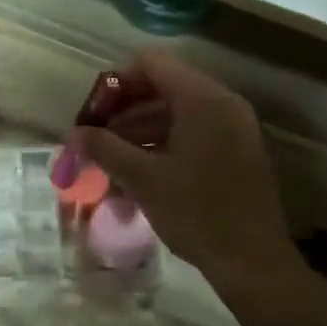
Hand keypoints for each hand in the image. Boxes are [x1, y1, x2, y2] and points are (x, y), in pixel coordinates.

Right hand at [65, 51, 295, 289]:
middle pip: (163, 87)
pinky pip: (194, 133)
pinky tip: (138, 173)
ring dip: (140, 131)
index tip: (92, 115)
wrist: (253, 261)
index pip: (151, 64)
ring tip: (110, 161)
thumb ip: (105, 149)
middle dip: (124, 110)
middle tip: (95, 139)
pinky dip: (164, 145)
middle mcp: (222, 103)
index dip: (115, 83)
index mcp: (202, 99)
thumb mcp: (144, 179)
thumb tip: (73, 134)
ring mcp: (234, 127)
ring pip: (177, 113)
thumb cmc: (197, 213)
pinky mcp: (237, 151)